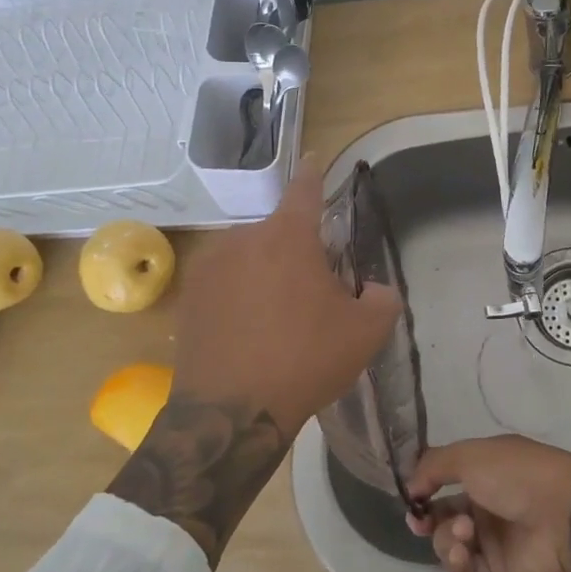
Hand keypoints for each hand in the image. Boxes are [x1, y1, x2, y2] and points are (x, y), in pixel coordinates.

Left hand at [171, 160, 402, 436]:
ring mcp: (209, 267)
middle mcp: (243, 238)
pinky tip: (248, 333)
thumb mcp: (364, 333)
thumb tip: (374, 289)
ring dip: (266, 275)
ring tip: (277, 321)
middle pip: (279, 233)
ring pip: (250, 258)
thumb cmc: (305, 360)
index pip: (304, 189)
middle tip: (311, 295)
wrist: (231, 414)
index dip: (314, 172)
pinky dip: (239, 296)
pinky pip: (224, 283)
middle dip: (296, 253)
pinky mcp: (189, 296)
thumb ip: (381, 299)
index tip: (313, 157)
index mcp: (287, 237)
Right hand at [404, 436, 570, 571]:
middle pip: (441, 516)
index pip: (443, 481)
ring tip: (463, 531)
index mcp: (482, 472)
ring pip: (449, 544)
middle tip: (419, 521)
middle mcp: (484, 505)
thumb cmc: (516, 474)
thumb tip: (410, 486)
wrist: (562, 513)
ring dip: (446, 537)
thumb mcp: (470, 455)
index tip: (410, 497)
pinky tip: (461, 550)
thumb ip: (434, 466)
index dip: (423, 489)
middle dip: (427, 519)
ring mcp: (491, 541)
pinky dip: (457, 563)